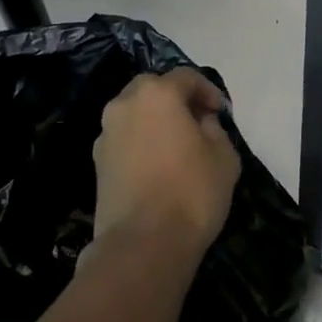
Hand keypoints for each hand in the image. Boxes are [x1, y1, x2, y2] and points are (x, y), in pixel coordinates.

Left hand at [92, 68, 239, 256]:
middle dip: (175, 99)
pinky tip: (157, 167)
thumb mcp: (224, 156)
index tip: (220, 112)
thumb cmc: (192, 192)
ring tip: (176, 146)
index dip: (207, 91)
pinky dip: (140, 143)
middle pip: (153, 89)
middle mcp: (124, 104)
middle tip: (197, 122)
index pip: (186, 77)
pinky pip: (124, 139)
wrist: (143, 244)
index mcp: (157, 94)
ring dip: (154, 121)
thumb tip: (200, 122)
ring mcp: (106, 134)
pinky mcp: (96, 163)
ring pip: (134, 114)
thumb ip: (215, 129)